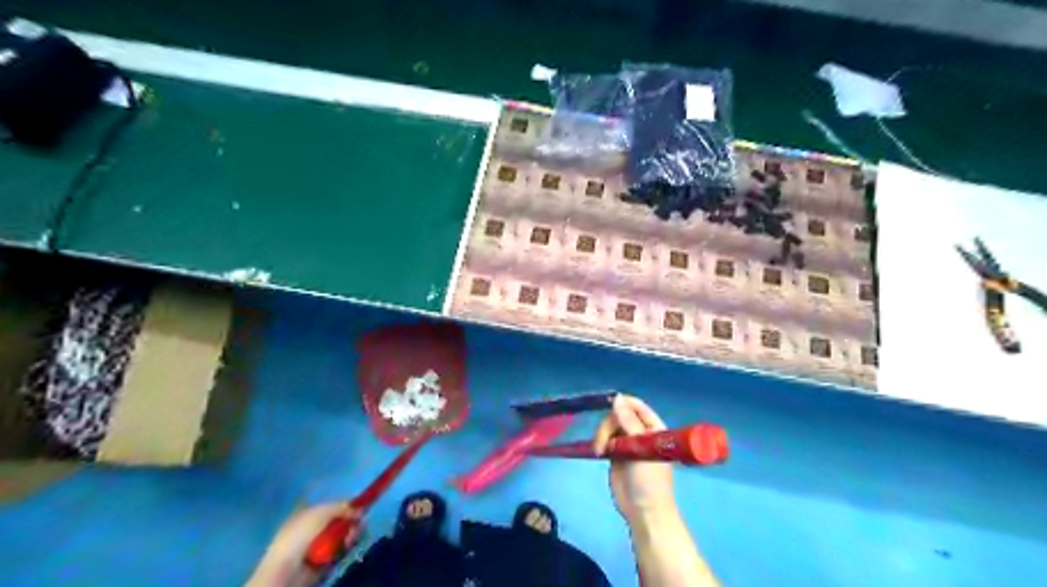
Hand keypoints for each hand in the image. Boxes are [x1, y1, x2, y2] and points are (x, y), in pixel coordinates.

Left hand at [247, 503, 363, 585]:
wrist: (288, 569)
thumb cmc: (300, 535)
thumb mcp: (322, 511)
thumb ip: (342, 506)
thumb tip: (360, 509)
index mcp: (309, 513)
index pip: (334, 506)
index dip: (348, 506)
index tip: (360, 508)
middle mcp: (315, 527)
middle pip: (342, 520)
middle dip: (352, 521)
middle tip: (356, 524)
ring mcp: (321, 544)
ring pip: (345, 534)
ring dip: (350, 534)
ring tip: (348, 539)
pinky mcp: (327, 559)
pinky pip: (343, 549)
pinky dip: (347, 548)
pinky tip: (345, 547)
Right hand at [593, 397, 673, 524]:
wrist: (643, 511)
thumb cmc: (650, 480)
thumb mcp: (642, 448)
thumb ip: (629, 422)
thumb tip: (617, 398)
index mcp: (653, 428)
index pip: (637, 406)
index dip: (623, 403)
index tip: (608, 406)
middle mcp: (640, 432)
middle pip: (619, 415)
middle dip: (608, 424)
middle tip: (603, 442)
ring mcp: (627, 443)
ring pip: (609, 426)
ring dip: (602, 435)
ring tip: (600, 451)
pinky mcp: (615, 453)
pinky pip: (604, 439)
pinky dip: (599, 442)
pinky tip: (598, 452)